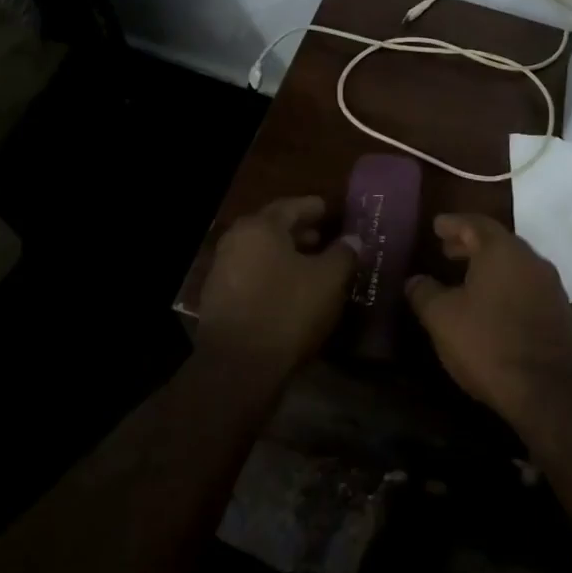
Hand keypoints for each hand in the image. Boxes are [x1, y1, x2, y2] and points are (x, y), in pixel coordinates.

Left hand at [197, 196, 357, 372]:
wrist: (239, 366)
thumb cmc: (288, 310)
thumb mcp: (329, 280)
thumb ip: (344, 254)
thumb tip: (353, 239)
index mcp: (259, 227)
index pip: (291, 206)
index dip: (314, 208)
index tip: (331, 210)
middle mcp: (235, 241)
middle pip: (272, 228)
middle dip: (300, 232)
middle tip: (325, 238)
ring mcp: (222, 271)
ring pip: (261, 254)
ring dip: (287, 256)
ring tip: (313, 265)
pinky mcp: (218, 300)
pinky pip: (252, 275)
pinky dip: (273, 275)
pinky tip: (293, 290)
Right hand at [405, 213, 571, 421]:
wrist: (550, 390)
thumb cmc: (489, 343)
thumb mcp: (442, 318)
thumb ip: (424, 292)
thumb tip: (414, 280)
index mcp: (502, 250)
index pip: (475, 223)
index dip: (453, 223)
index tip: (436, 225)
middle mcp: (530, 259)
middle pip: (497, 242)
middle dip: (470, 244)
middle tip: (446, 250)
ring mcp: (549, 286)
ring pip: (513, 265)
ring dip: (488, 266)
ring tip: (463, 279)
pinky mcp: (558, 312)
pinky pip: (525, 286)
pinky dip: (504, 286)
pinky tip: (489, 306)